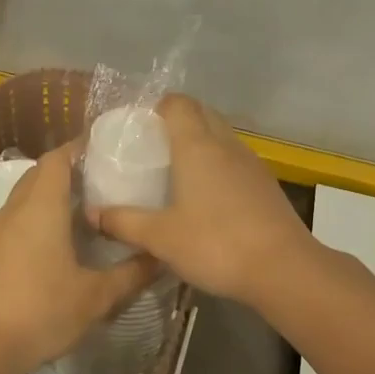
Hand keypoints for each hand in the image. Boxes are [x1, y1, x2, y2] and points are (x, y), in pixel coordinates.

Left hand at [0, 142, 157, 373]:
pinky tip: (54, 244)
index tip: (105, 151)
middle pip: (39, 174)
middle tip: (101, 182)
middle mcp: (14, 211)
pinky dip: (34, 219)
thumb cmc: (42, 312)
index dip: (78, 149)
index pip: (57, 159)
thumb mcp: (96, 297)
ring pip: (23, 198)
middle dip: (67, 170)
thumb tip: (162, 257)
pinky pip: (14, 221)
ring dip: (49, 196)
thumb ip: (132, 274)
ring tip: (82, 211)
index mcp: (41, 208)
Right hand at [87, 95, 315, 304]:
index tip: (137, 127)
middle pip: (201, 114)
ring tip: (176, 172)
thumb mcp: (160, 238)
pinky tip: (207, 197)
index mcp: (198, 146)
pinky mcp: (266, 185)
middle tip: (151, 149)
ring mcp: (251, 164)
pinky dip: (218, 166)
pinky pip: (235, 161)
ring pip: (221, 137)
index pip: (177, 104)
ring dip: (200, 143)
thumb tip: (91, 213)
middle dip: (176, 122)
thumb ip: (123, 222)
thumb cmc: (216, 244)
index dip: (156, 107)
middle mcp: (226, 145)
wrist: (283, 269)